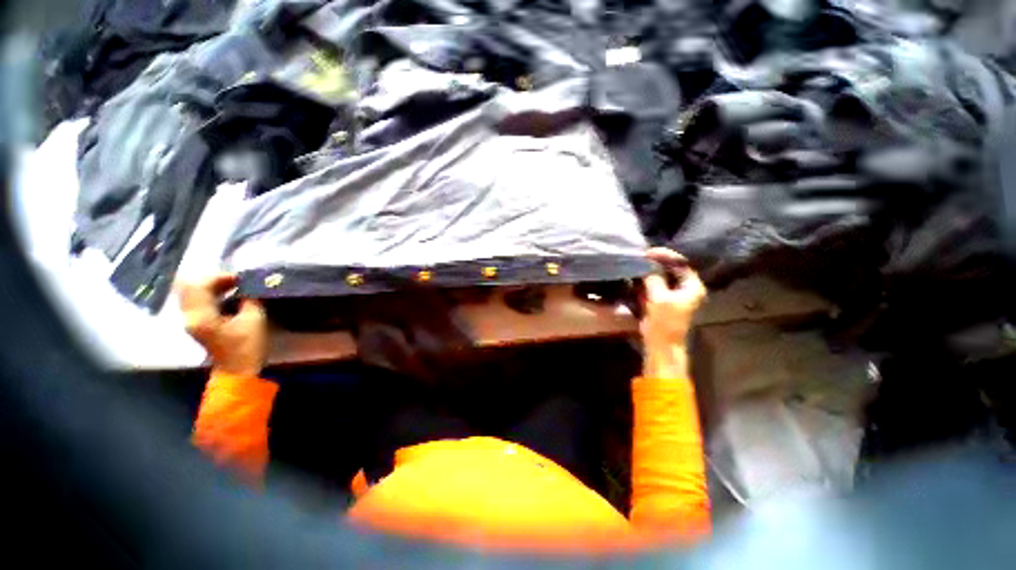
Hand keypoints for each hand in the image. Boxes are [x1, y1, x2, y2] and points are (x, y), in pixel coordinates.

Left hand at [177, 274, 266, 376]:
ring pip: (193, 294)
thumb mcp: (254, 320)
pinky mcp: (196, 324)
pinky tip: (227, 296)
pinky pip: (197, 302)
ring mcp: (190, 321)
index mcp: (201, 315)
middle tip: (236, 280)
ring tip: (234, 286)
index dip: (220, 277)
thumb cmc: (247, 347)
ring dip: (212, 287)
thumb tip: (250, 286)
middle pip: (191, 287)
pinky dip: (210, 295)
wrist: (238, 371)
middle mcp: (189, 316)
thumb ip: (250, 299)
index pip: (200, 285)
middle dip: (213, 280)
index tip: (241, 278)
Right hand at [640, 248, 706, 348]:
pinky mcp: (664, 301)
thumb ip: (653, 278)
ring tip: (637, 263)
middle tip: (641, 256)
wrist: (661, 344)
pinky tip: (637, 275)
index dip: (665, 255)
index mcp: (692, 286)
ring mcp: (675, 295)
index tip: (648, 252)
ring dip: (651, 270)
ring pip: (663, 276)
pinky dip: (647, 280)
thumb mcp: (658, 297)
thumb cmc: (664, 321)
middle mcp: (686, 288)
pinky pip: (656, 285)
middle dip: (656, 262)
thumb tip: (646, 264)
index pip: (680, 263)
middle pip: (672, 268)